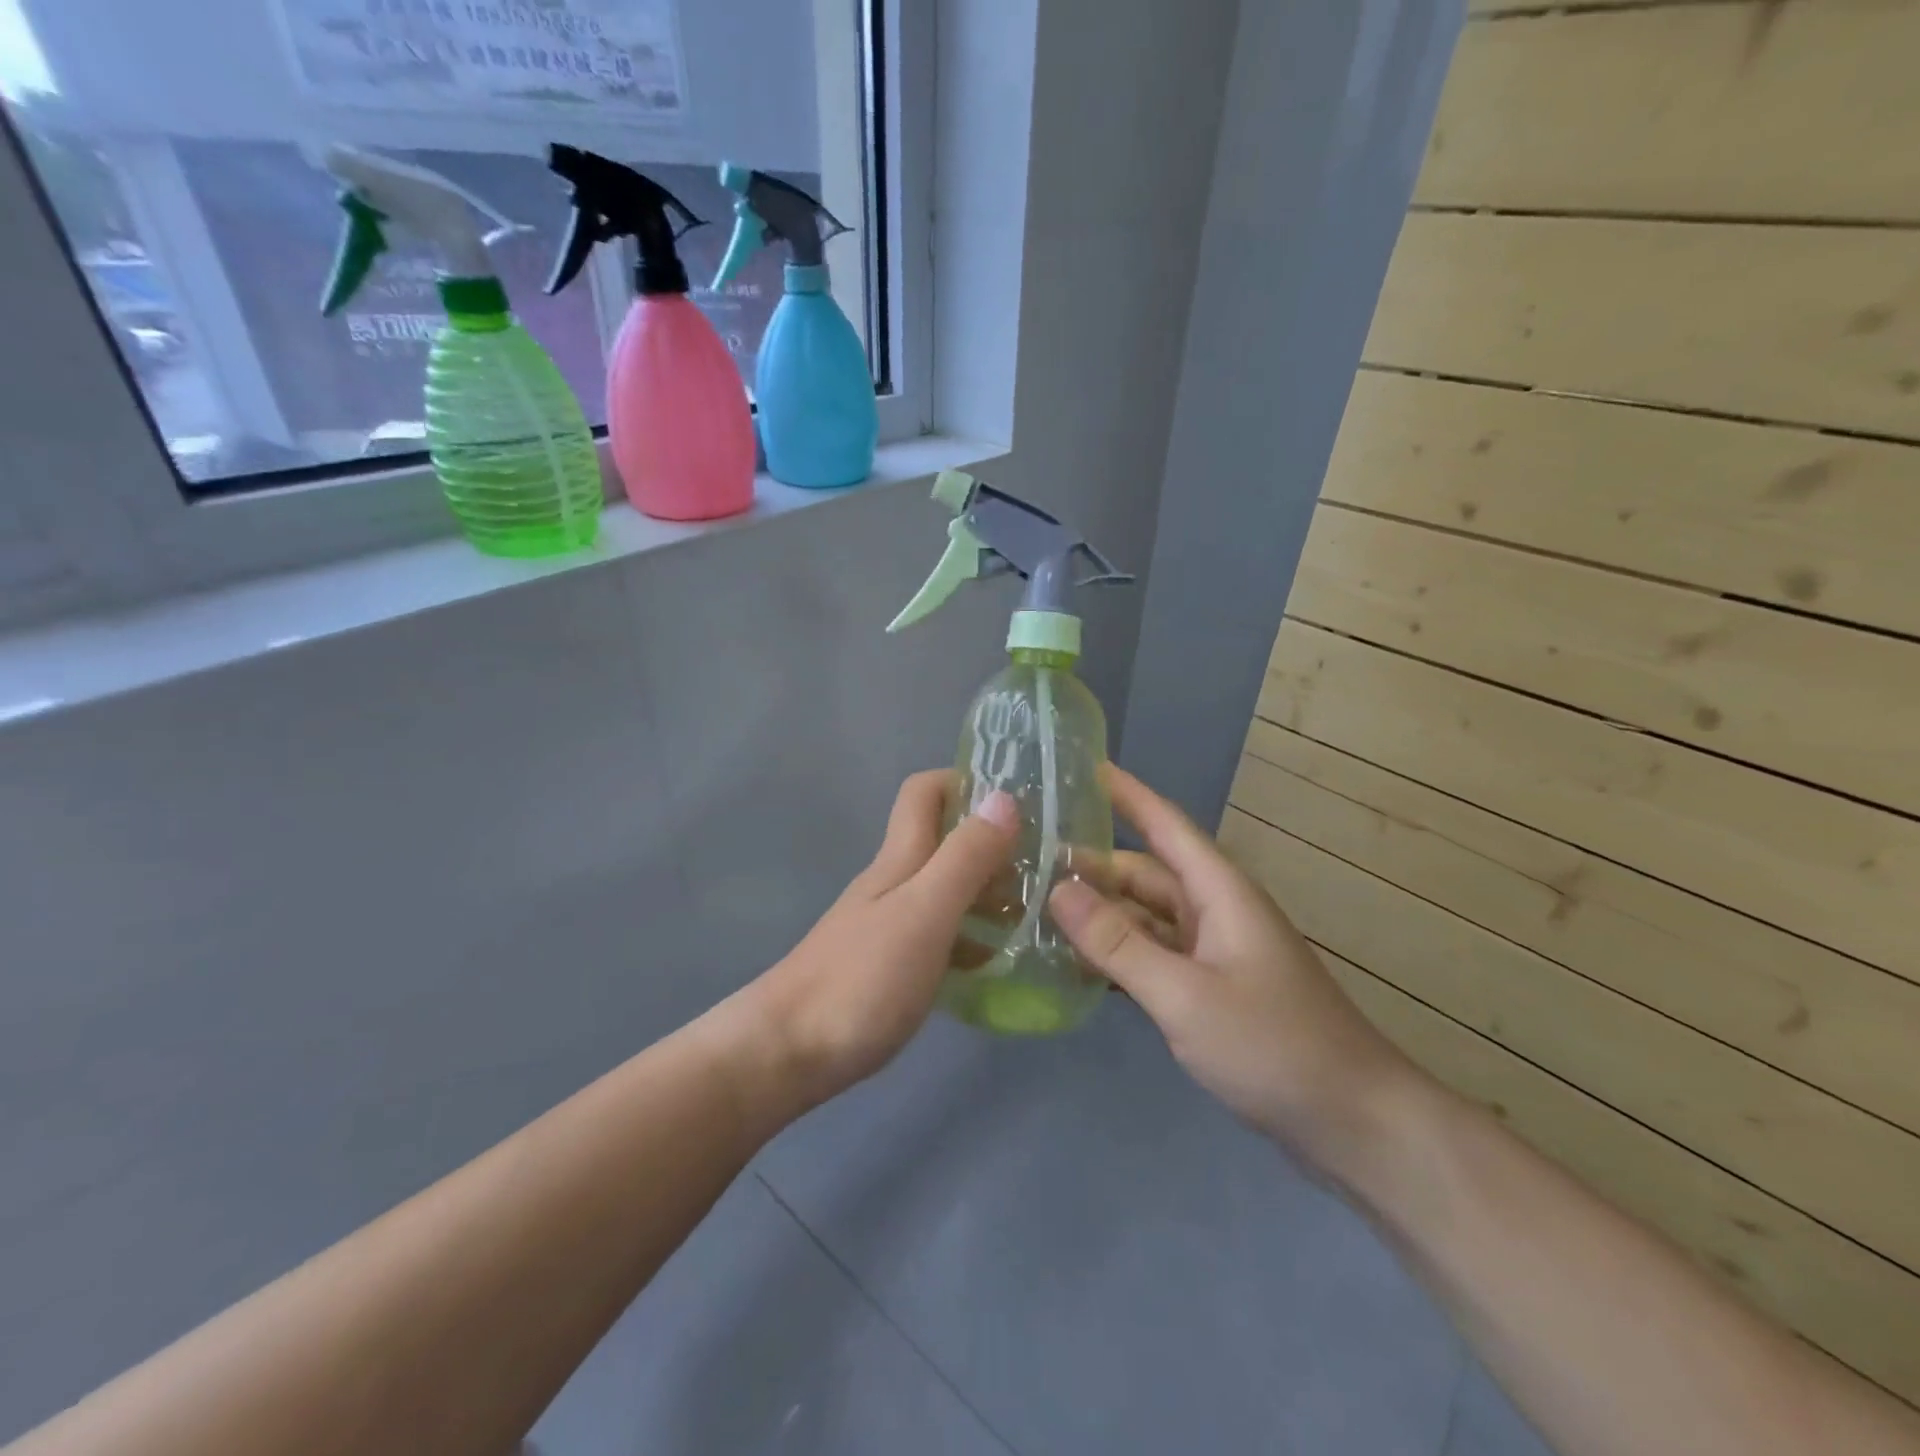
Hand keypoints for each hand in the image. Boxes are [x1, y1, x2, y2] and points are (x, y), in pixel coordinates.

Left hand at [742, 770, 1018, 1107]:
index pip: (925, 791)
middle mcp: (895, 882)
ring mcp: (891, 925)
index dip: (966, 781)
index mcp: (901, 858)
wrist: (789, 1051)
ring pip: (948, 889)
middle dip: (994, 842)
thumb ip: (964, 857)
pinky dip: (974, 937)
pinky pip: (943, 935)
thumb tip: (1004, 797)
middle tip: (1048, 867)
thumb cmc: (861, 978)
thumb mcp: (924, 911)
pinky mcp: (892, 966)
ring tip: (1040, 914)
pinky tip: (1002, 962)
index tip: (1019, 802)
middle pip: (944, 840)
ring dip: (990, 892)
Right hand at [1048, 766, 1417, 1168]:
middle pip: (1145, 873)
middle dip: (1092, 864)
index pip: (1164, 824)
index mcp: (1219, 892)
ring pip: (1146, 916)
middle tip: (1027, 862)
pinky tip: (1076, 965)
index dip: (1125, 793)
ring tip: (1037, 909)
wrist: (1354, 1122)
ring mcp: (1214, 952)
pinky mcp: (1211, 988)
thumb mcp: (1184, 994)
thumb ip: (1118, 943)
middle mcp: (1215, 911)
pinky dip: (1118, 953)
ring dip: (1101, 913)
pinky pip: (1154, 955)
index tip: (1080, 767)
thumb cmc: (1273, 1045)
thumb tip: (1057, 889)